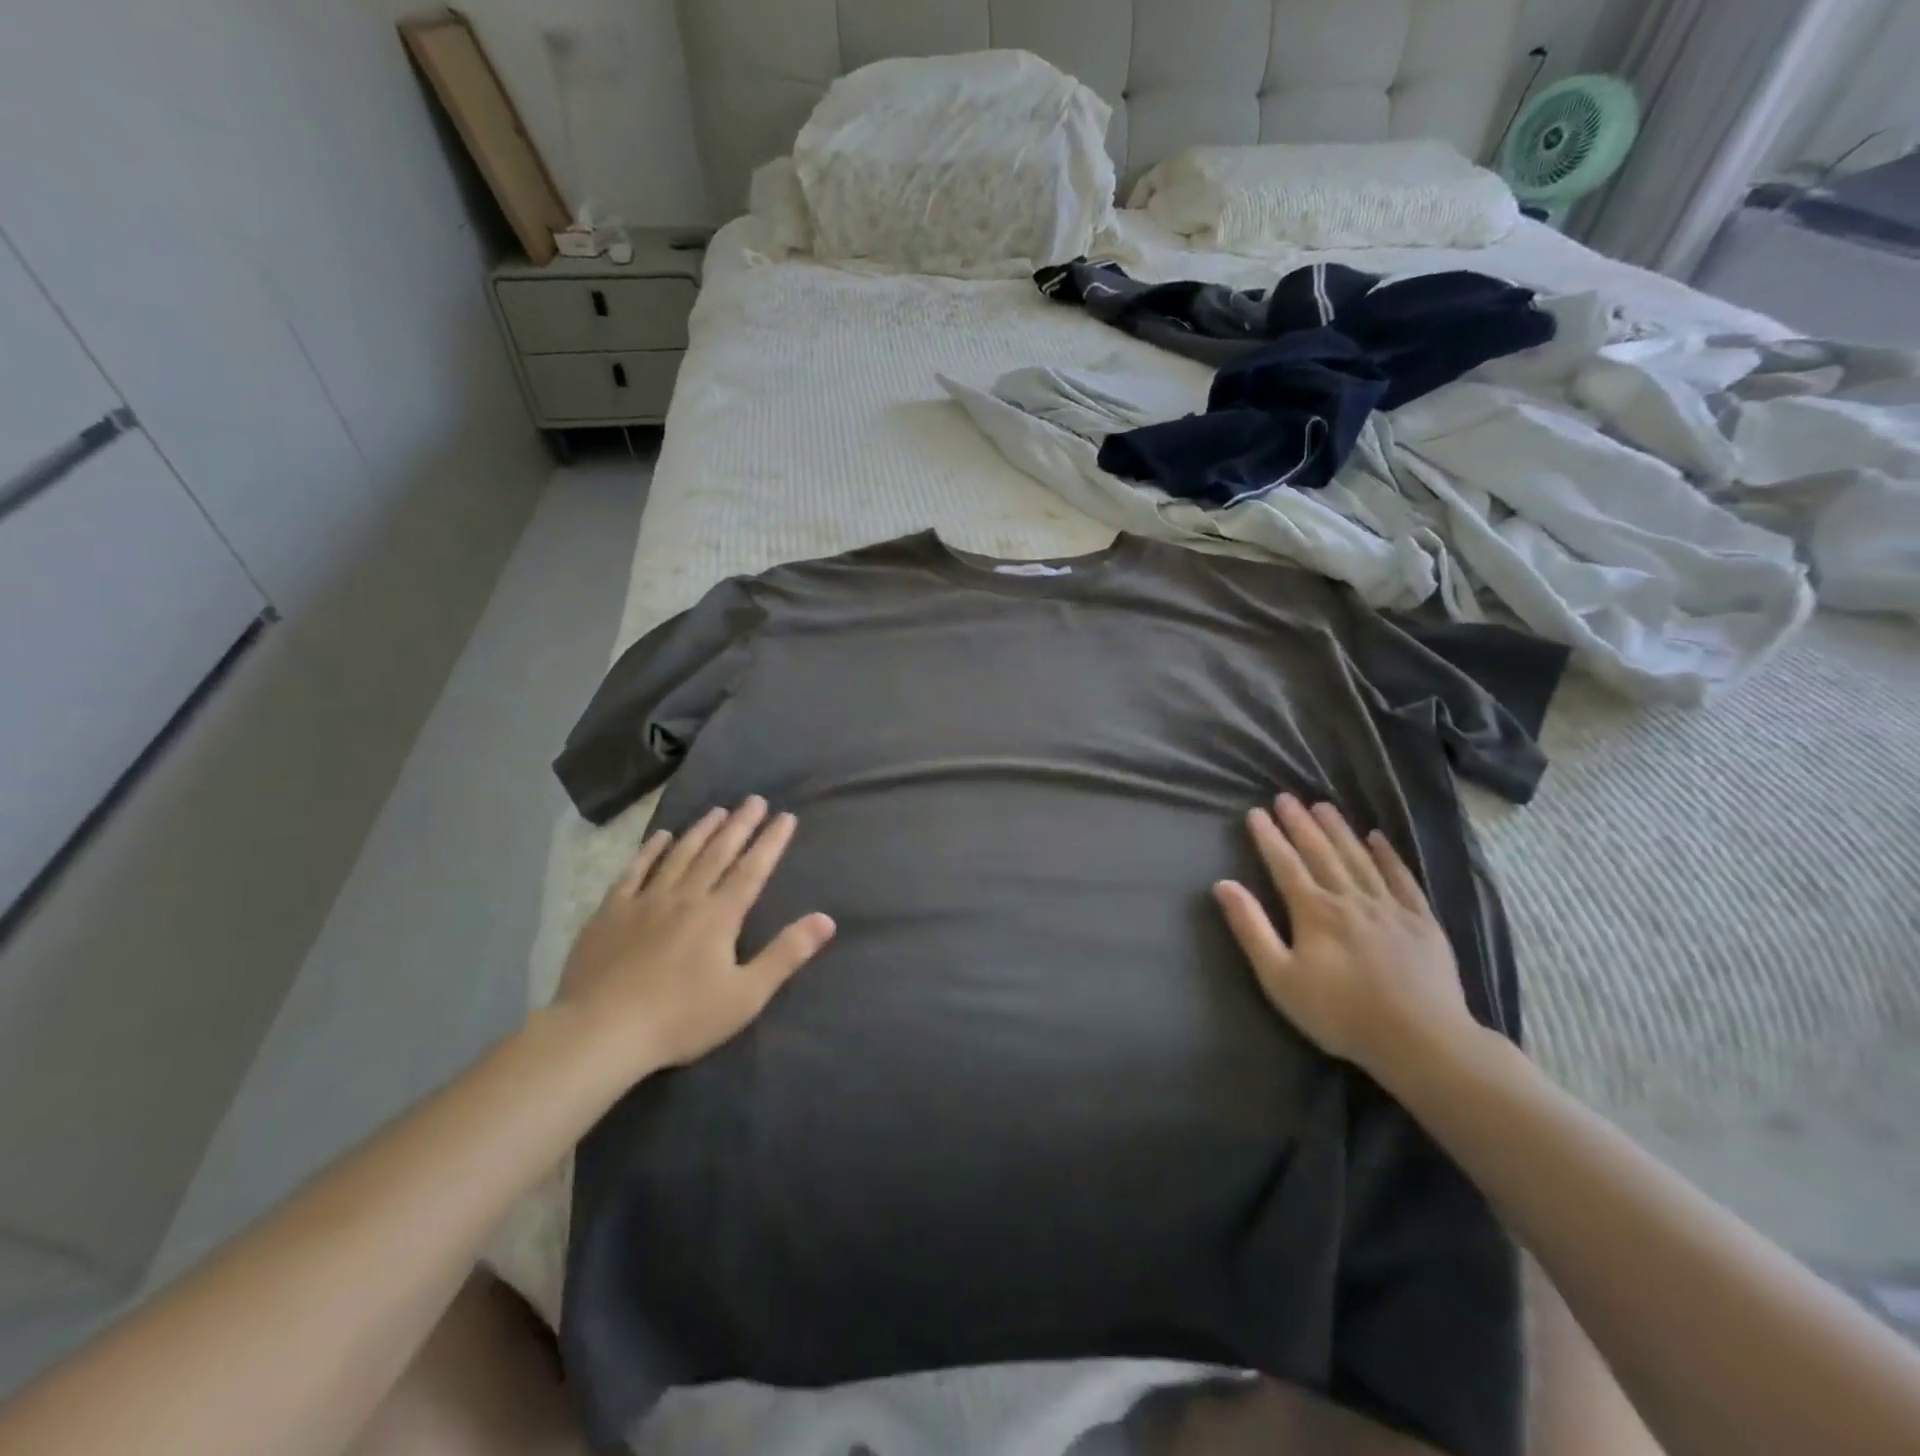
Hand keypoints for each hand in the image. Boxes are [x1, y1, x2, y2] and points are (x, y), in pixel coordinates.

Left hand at [556, 796, 834, 1076]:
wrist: (600, 1033)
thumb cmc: (680, 1018)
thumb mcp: (745, 995)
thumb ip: (786, 954)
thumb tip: (826, 919)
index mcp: (719, 916)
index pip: (752, 870)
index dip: (770, 842)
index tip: (785, 817)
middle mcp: (685, 898)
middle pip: (717, 854)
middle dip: (740, 825)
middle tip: (754, 800)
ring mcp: (644, 902)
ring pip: (678, 856)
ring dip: (701, 831)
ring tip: (717, 810)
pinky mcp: (610, 913)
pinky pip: (633, 872)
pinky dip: (649, 852)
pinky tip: (660, 837)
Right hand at [1213, 794, 1475, 1076]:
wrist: (1422, 1041)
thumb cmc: (1340, 1013)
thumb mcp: (1280, 978)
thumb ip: (1252, 929)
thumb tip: (1223, 885)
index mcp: (1315, 911)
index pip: (1285, 864)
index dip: (1269, 837)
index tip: (1256, 812)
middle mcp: (1350, 898)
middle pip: (1321, 852)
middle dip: (1300, 824)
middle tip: (1286, 797)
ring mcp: (1390, 907)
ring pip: (1359, 858)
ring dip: (1339, 830)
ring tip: (1323, 806)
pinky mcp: (1422, 922)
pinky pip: (1402, 878)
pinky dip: (1388, 856)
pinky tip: (1378, 838)